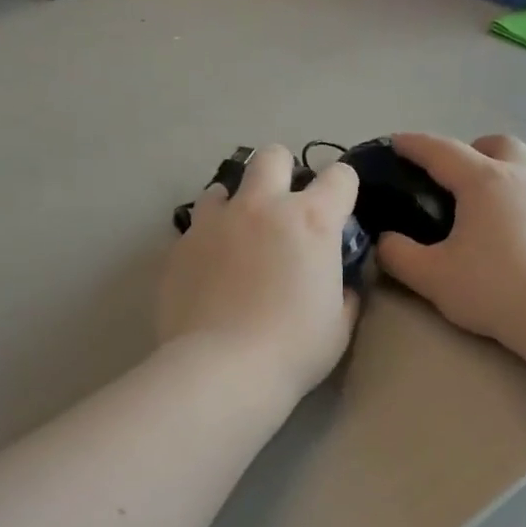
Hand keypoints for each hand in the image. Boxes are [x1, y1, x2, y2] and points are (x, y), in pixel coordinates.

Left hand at [157, 146, 360, 404]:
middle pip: (273, 157)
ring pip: (224, 186)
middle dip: (284, 174)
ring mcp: (215, 221)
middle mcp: (262, 206)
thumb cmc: (295, 349)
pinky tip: (212, 270)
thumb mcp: (339, 325)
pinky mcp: (180, 245)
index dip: (344, 192)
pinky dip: (209, 238)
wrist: (223, 369)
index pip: (340, 176)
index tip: (339, 215)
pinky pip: (197, 226)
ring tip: (240, 240)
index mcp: (311, 220)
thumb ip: (345, 292)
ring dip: (237, 204)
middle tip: (285, 214)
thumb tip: (342, 282)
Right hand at [375, 133, 525, 352]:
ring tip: (486, 206)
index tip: (396, 143)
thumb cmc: (491, 289)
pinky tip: (516, 232)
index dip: (414, 145)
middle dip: (471, 151)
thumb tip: (385, 241)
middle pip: (495, 144)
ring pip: (525, 165)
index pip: (442, 150)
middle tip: (453, 180)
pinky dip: (523, 199)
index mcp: (484, 181)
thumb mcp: (431, 277)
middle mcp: (522, 176)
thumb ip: (398, 255)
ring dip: (502, 172)